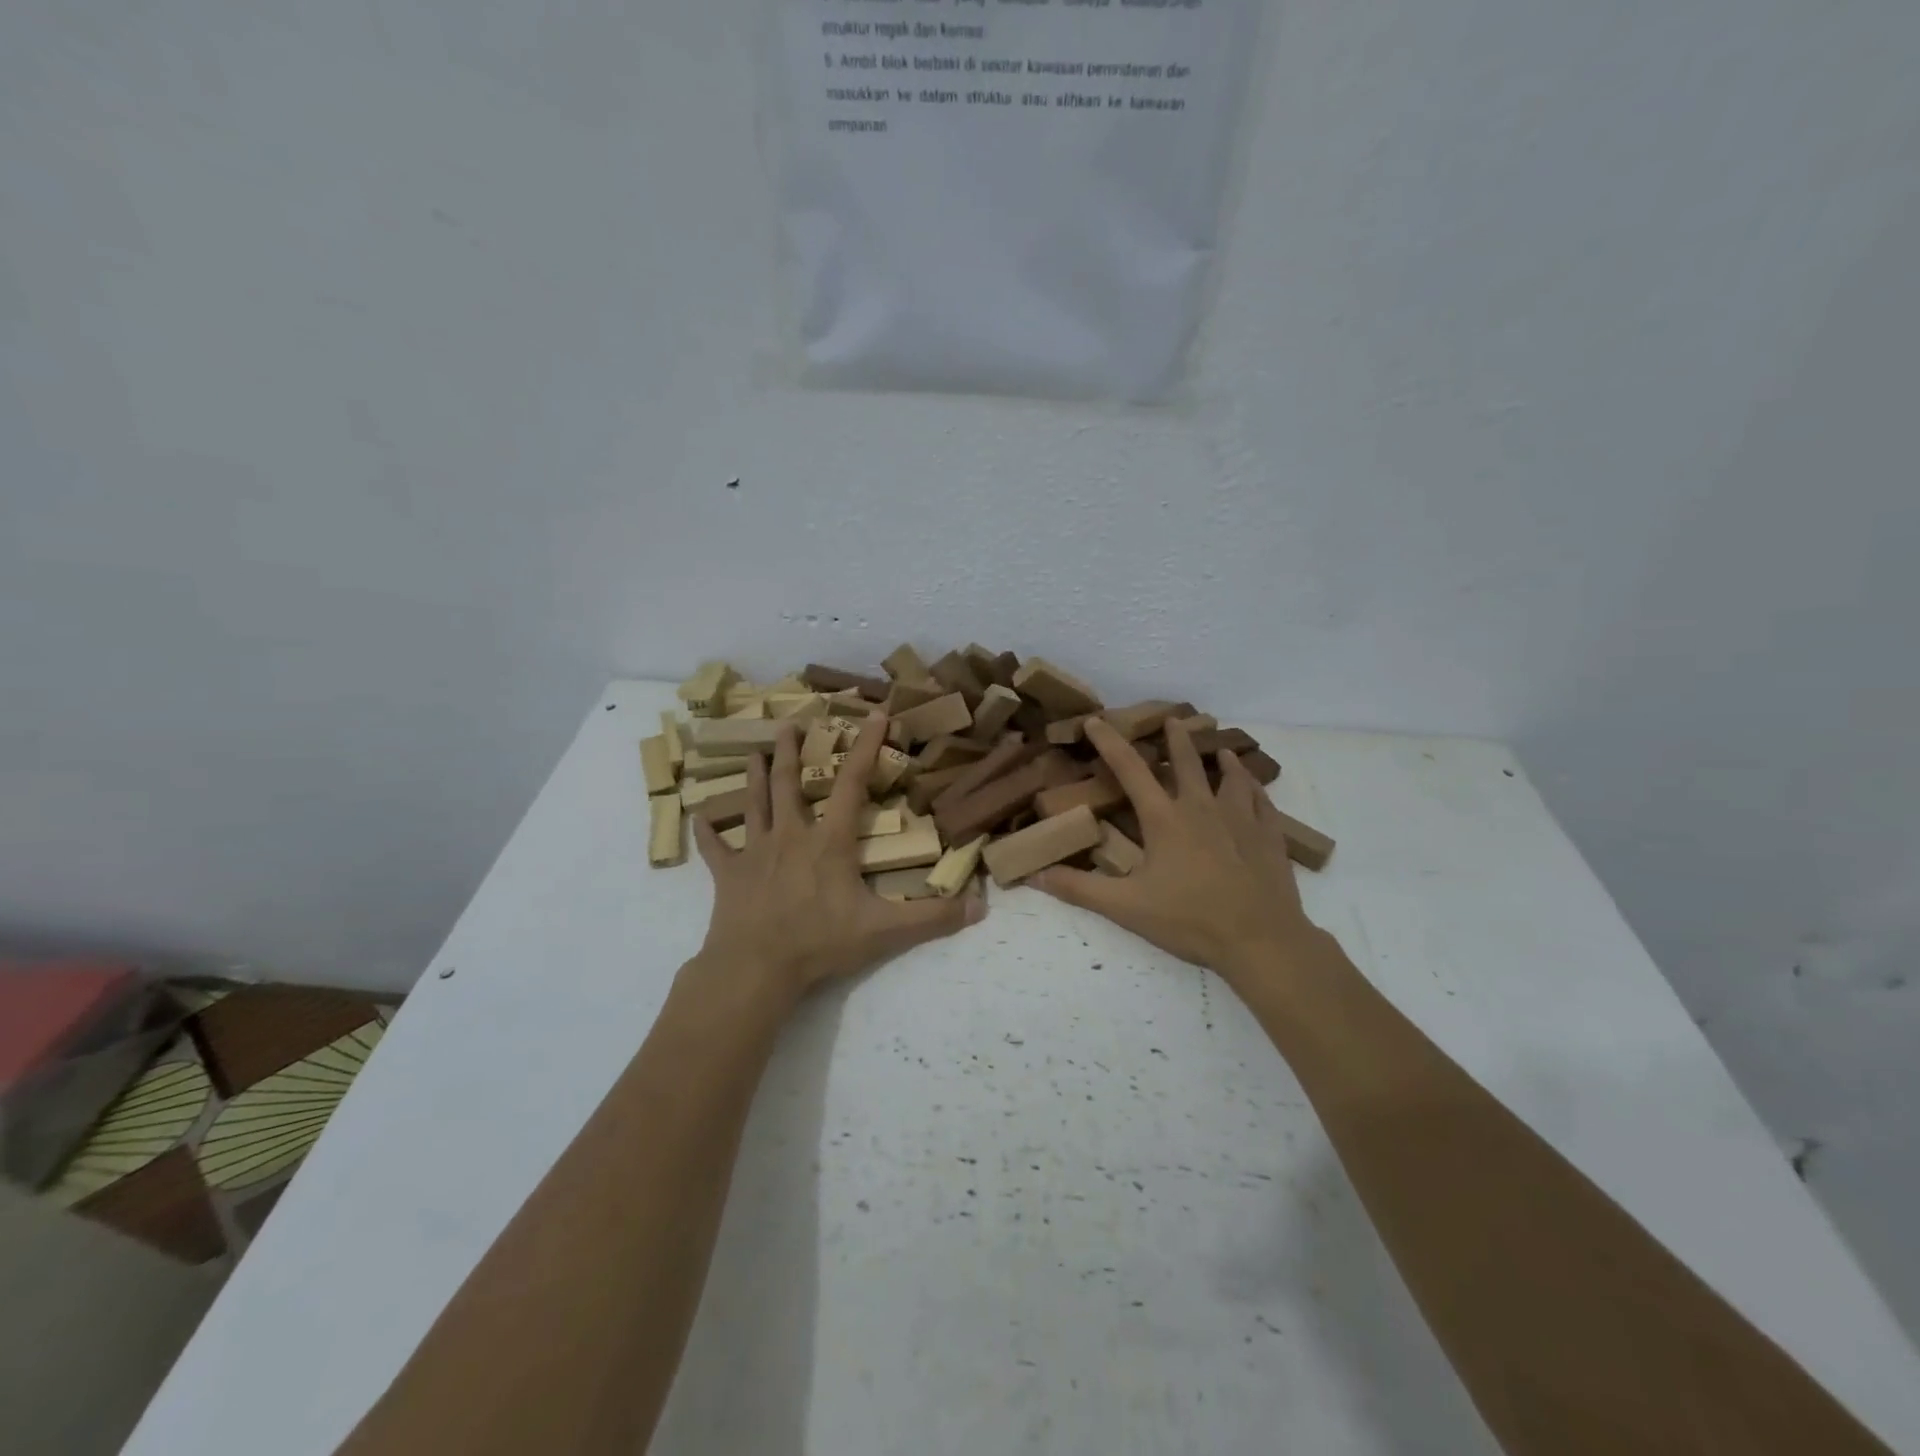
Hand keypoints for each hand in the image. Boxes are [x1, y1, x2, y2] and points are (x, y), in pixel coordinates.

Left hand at [689, 714, 983, 1005]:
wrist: (757, 967)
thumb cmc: (820, 942)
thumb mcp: (885, 932)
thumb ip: (932, 917)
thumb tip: (980, 908)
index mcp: (829, 841)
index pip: (852, 784)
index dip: (865, 747)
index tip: (873, 715)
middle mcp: (791, 835)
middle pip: (790, 783)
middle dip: (794, 750)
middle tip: (791, 722)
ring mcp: (756, 852)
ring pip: (755, 803)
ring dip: (755, 775)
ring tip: (755, 751)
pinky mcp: (729, 874)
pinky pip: (716, 847)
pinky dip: (708, 830)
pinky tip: (698, 814)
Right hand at [1034, 717, 1321, 987]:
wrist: (1261, 940)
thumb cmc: (1190, 920)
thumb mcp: (1126, 907)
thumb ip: (1079, 889)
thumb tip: (1034, 875)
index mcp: (1164, 819)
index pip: (1130, 770)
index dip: (1110, 742)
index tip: (1096, 720)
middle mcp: (1202, 808)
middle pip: (1187, 762)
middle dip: (1176, 738)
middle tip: (1173, 719)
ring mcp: (1240, 819)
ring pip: (1232, 776)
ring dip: (1223, 759)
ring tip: (1221, 749)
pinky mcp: (1269, 836)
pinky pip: (1262, 801)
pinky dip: (1255, 787)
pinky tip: (1254, 786)